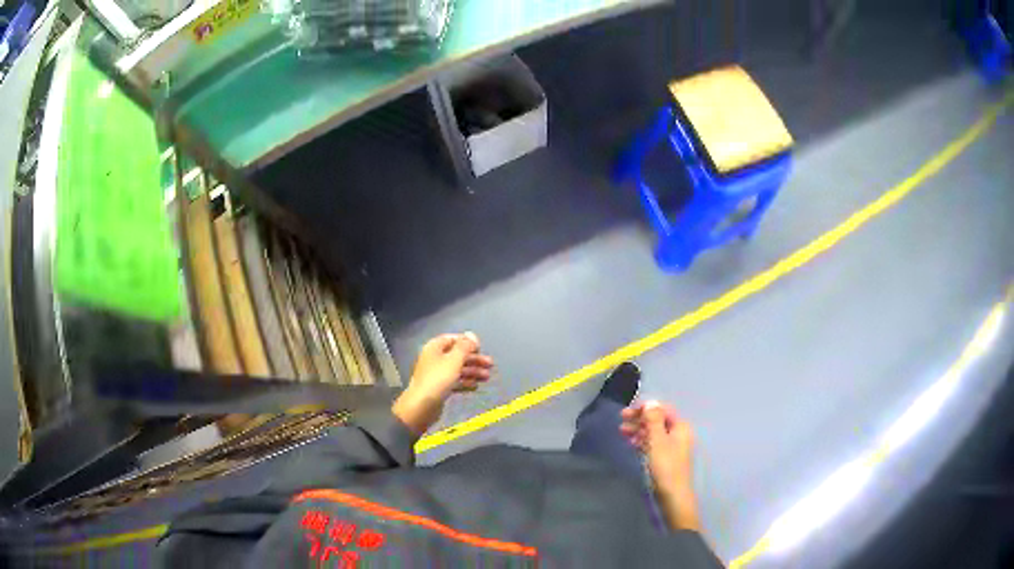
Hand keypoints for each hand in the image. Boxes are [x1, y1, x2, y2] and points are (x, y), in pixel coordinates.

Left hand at [392, 333, 492, 434]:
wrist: (422, 406)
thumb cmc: (438, 379)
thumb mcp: (454, 360)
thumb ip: (465, 347)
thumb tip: (472, 335)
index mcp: (435, 348)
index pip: (453, 339)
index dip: (467, 342)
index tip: (481, 349)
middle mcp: (435, 358)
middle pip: (457, 355)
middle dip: (474, 359)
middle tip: (490, 365)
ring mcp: (436, 374)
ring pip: (457, 369)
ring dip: (472, 372)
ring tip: (486, 377)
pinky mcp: (439, 388)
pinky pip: (454, 381)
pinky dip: (465, 382)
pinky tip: (475, 387)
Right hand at [620, 401, 700, 530]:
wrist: (672, 495)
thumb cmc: (665, 466)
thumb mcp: (657, 440)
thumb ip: (653, 420)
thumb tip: (651, 402)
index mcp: (680, 427)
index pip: (662, 410)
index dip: (645, 408)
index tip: (627, 411)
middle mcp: (678, 434)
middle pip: (657, 420)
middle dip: (639, 419)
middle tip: (621, 421)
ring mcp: (673, 447)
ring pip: (654, 432)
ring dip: (638, 430)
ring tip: (622, 432)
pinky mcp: (666, 458)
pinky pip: (653, 444)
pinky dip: (642, 441)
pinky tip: (631, 443)